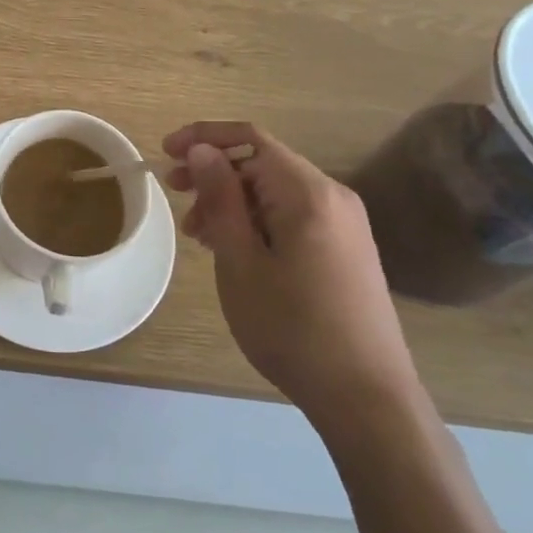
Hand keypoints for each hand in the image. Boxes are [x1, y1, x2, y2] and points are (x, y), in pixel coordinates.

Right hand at [162, 122, 416, 425]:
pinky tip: (233, 249)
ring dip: (232, 200)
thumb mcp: (240, 262)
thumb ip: (221, 199)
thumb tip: (203, 150)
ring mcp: (344, 224)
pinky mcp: (346, 249)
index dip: (204, 137)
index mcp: (308, 193)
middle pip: (263, 163)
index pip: (251, 139)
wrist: (366, 396)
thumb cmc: (292, 328)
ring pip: (276, 192)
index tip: (166, 153)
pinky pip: (293, 215)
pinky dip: (257, 221)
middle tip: (174, 194)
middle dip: (215, 172)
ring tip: (198, 234)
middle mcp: (333, 197)